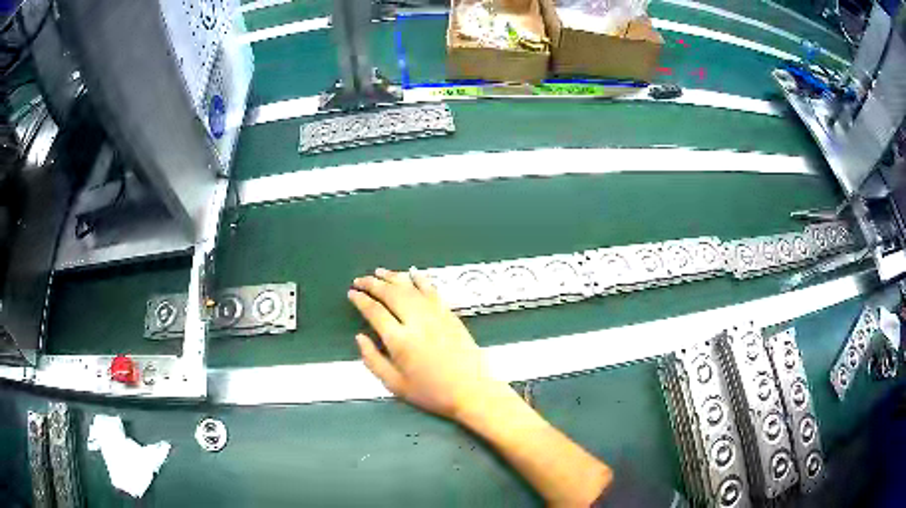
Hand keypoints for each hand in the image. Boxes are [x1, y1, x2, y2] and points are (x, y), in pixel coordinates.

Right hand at [348, 268, 508, 420]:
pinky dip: (420, 280)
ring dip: (393, 277)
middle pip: (391, 294)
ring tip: (378, 272)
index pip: (375, 312)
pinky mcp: (450, 314)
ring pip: (410, 288)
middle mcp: (416, 321)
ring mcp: (435, 315)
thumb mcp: (395, 385)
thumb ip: (373, 360)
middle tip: (360, 280)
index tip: (352, 293)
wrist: (471, 390)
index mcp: (400, 340)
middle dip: (373, 284)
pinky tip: (412, 273)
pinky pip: (431, 290)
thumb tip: (360, 337)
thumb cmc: (431, 392)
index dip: (361, 300)